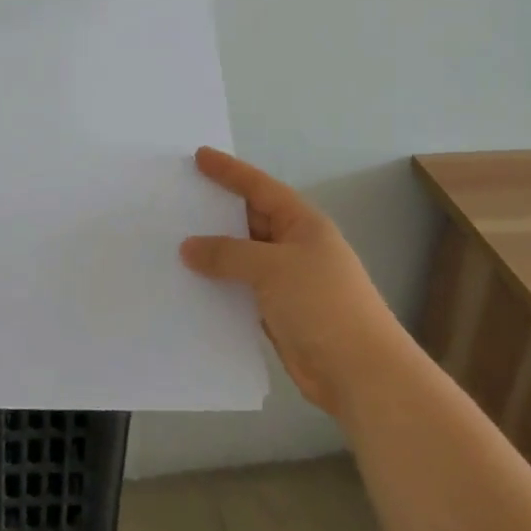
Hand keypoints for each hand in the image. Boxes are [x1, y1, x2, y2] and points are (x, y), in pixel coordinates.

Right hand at [180, 147, 407, 417]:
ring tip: (171, 243)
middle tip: (177, 200)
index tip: (198, 156)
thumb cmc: (322, 304)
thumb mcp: (273, 267)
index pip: (260, 187)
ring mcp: (287, 282)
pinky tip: (189, 287)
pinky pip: (240, 291)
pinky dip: (219, 287)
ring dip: (213, 254)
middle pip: (249, 221)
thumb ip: (228, 254)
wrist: (360, 373)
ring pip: (242, 259)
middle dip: (216, 212)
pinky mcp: (278, 314)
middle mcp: (295, 247)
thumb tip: (188, 248)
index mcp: (303, 223)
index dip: (229, 171)